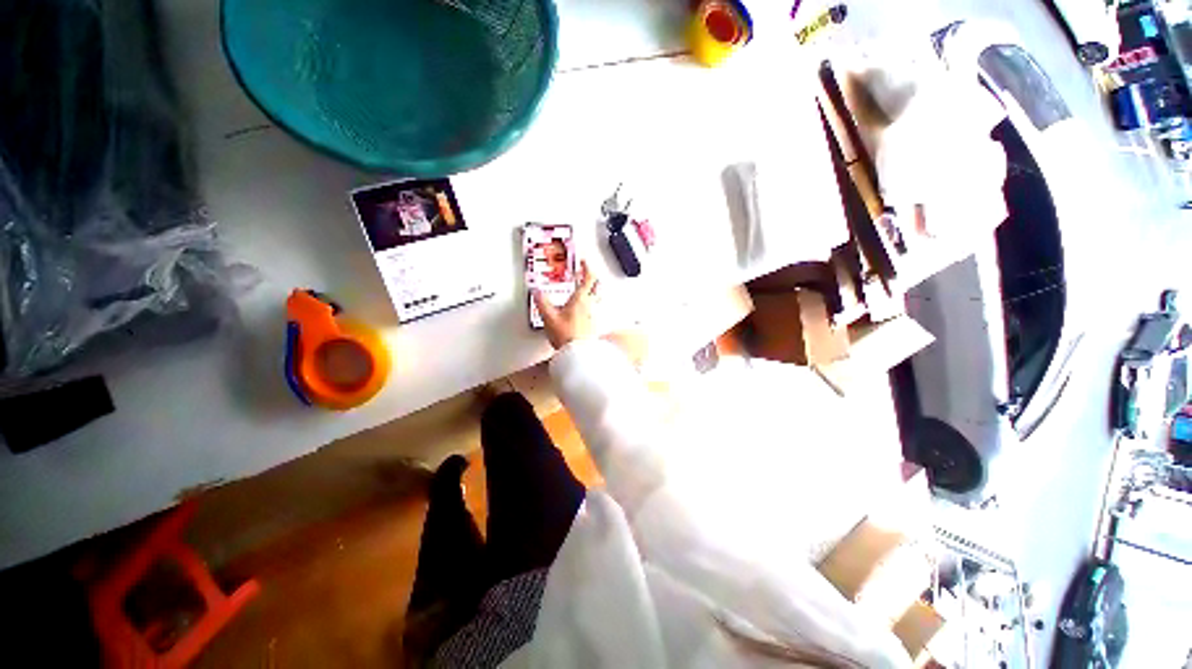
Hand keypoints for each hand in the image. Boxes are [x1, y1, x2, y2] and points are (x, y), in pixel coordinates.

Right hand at [533, 260, 598, 349]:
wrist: (577, 354)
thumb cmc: (566, 336)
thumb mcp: (549, 317)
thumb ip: (542, 301)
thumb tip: (536, 290)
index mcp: (580, 299)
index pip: (589, 277)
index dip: (587, 267)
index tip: (583, 261)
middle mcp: (590, 305)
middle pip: (597, 285)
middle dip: (592, 277)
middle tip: (586, 273)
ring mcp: (593, 315)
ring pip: (597, 297)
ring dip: (593, 290)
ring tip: (585, 289)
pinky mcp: (593, 325)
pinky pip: (594, 309)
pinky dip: (590, 304)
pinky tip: (583, 309)